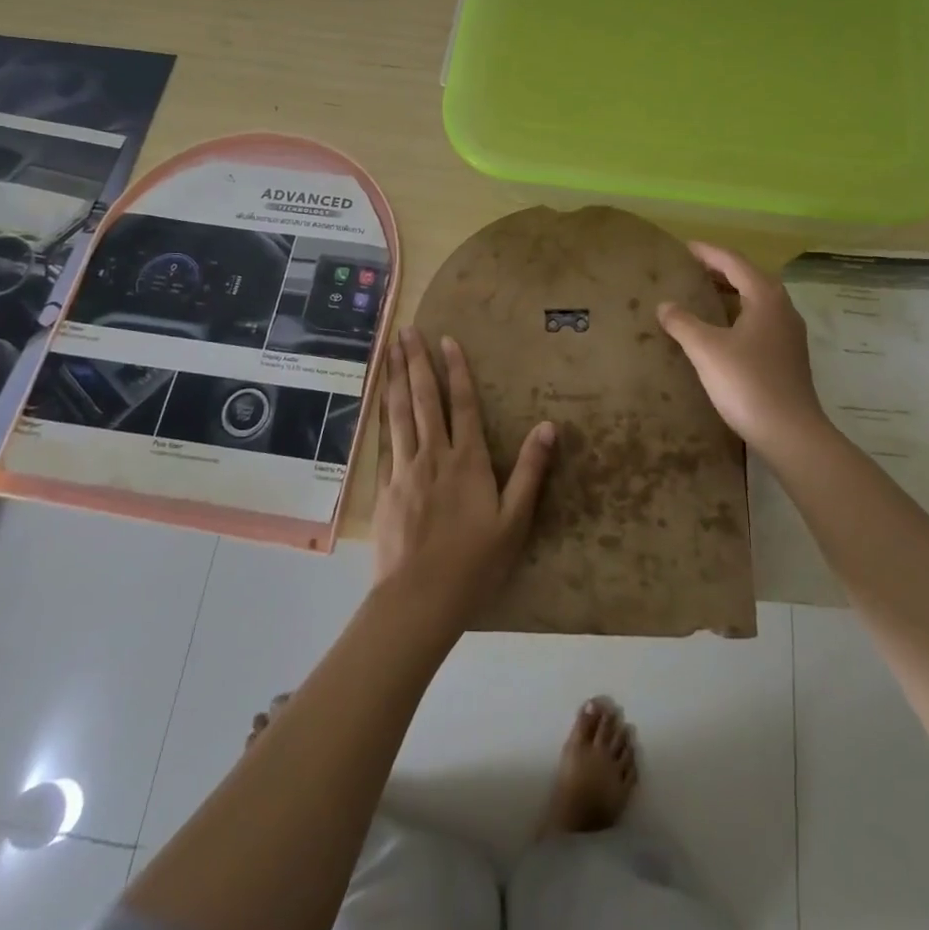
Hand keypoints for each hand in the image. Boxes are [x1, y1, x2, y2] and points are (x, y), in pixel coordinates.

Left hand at [372, 326, 555, 624]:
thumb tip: (549, 426)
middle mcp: (434, 455)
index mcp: (468, 461)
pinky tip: (378, 400)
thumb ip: (531, 471)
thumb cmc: (474, 563)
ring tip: (389, 350)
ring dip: (395, 378)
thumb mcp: (515, 521)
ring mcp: (405, 470)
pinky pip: (384, 441)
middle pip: (424, 399)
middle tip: (407, 329)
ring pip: (399, 413)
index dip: (456, 369)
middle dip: (417, 361)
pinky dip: (381, 414)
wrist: (419, 600)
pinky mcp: (385, 488)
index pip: (463, 404)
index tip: (446, 339)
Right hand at [657, 242, 833, 466]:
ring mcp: (789, 334)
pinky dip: (738, 314)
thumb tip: (665, 305)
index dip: (708, 253)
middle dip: (720, 270)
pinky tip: (722, 330)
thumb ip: (683, 323)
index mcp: (765, 298)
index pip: (734, 262)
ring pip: (757, 300)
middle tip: (691, 269)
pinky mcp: (788, 356)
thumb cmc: (747, 383)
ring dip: (731, 292)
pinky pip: (760, 321)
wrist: (790, 433)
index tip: (684, 248)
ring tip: (703, 295)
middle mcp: (782, 309)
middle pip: (749, 278)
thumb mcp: (706, 349)